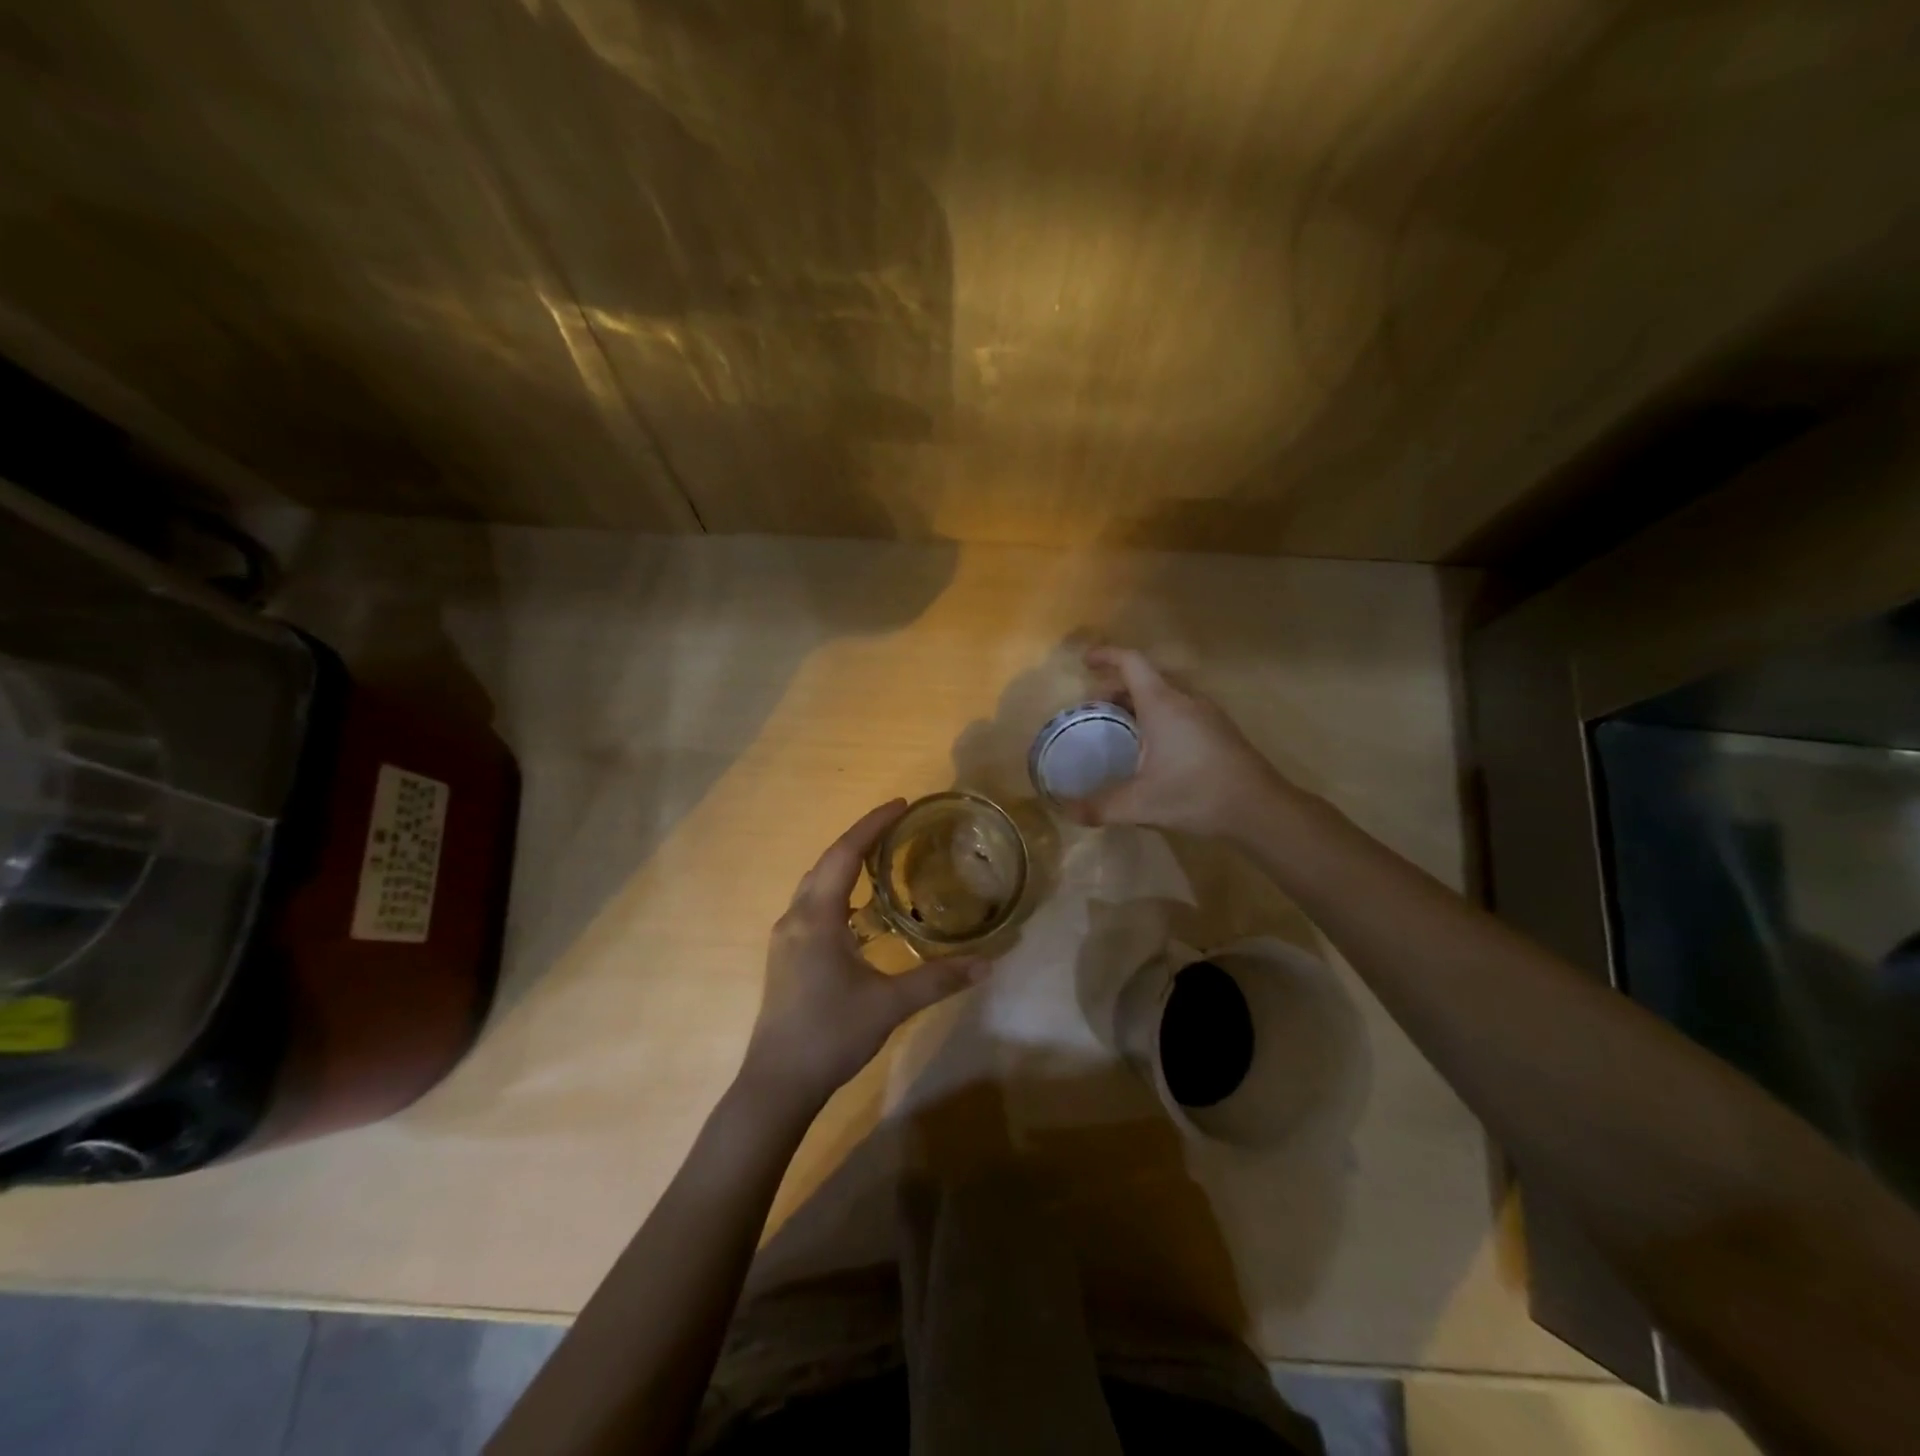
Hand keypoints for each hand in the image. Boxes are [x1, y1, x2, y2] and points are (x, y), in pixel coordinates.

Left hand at [740, 801, 985, 1108]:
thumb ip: (938, 979)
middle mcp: (795, 918)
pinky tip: (861, 911)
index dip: (872, 825)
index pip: (845, 854)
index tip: (901, 804)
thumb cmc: (830, 1035)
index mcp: (816, 917)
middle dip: (860, 839)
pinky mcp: (786, 956)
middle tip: (897, 827)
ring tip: (882, 859)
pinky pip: (813, 906)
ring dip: (846, 865)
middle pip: (827, 862)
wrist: (777, 1084)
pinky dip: (837, 892)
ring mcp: (785, 938)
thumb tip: (988, 963)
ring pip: (816, 884)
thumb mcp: (890, 1005)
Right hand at [1067, 646, 1295, 840]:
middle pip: (1145, 679)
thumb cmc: (1196, 794)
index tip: (1085, 662)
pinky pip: (1180, 709)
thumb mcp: (1141, 804)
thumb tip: (1068, 812)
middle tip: (1094, 710)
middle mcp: (1185, 699)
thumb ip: (1100, 807)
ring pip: (1165, 694)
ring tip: (1119, 728)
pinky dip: (1157, 716)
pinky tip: (1152, 748)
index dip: (1106, 656)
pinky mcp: (1219, 730)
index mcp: (1163, 704)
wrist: (1260, 809)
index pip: (1131, 662)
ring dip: (1138, 703)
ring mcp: (1207, 713)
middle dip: (1115, 688)